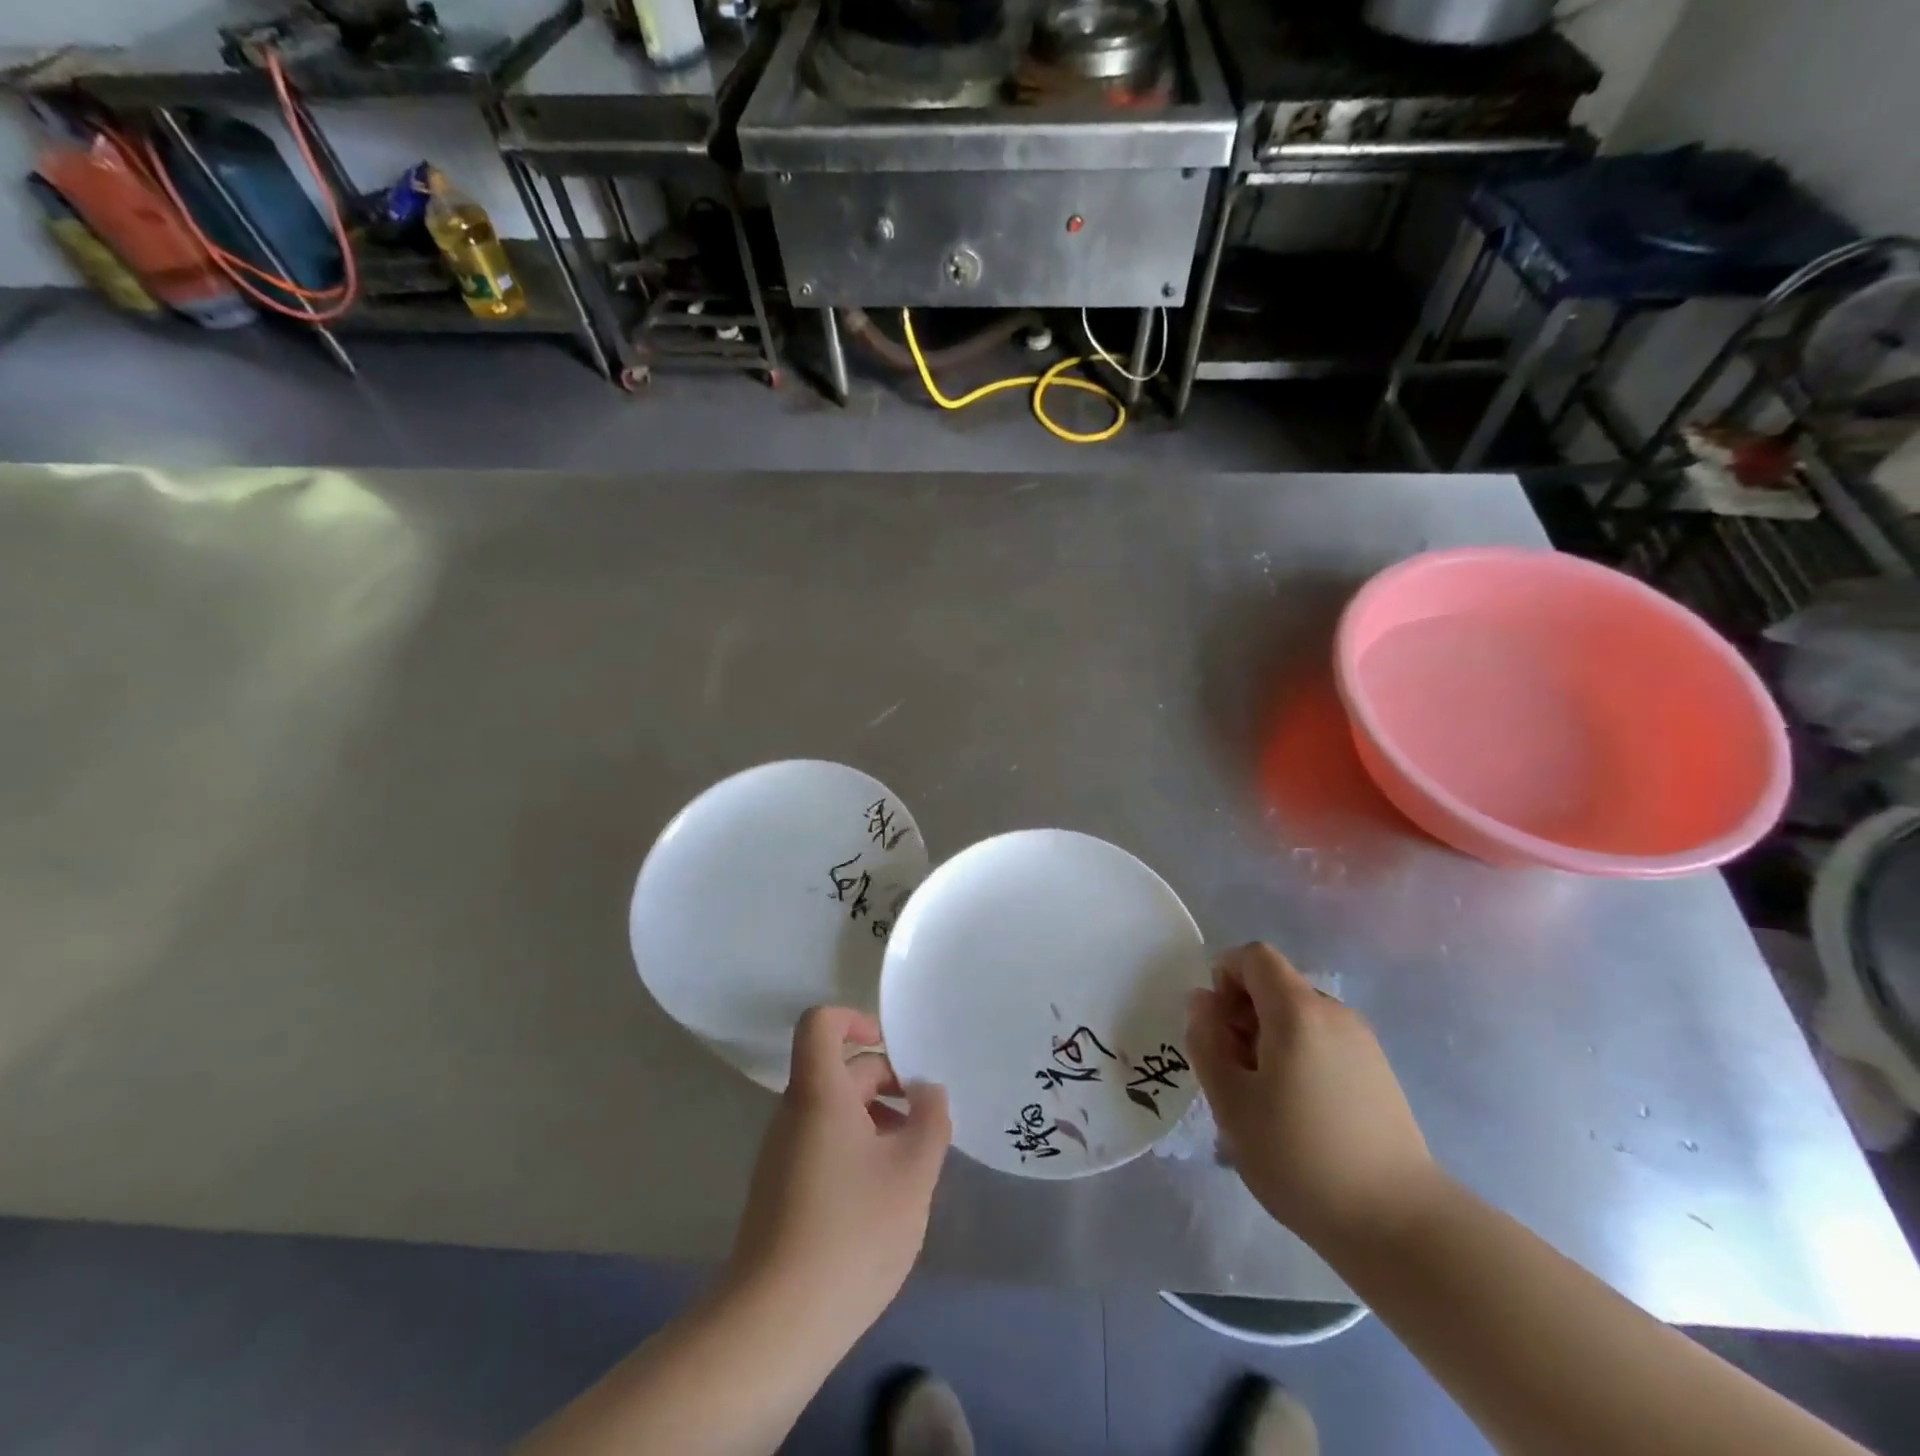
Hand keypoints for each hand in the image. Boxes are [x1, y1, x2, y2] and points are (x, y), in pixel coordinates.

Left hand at [725, 1007, 951, 1344]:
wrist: (774, 1326)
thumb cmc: (851, 1232)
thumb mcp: (912, 1173)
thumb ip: (930, 1120)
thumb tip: (927, 1090)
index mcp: (820, 1093)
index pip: (821, 1023)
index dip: (855, 1019)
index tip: (892, 1047)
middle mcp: (794, 1113)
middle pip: (839, 1071)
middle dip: (888, 1083)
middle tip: (926, 1121)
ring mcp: (783, 1154)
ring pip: (836, 1112)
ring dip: (878, 1121)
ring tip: (914, 1163)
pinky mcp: (781, 1191)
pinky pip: (824, 1145)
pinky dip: (858, 1151)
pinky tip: (885, 1198)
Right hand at [1186, 944, 1440, 1249]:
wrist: (1399, 1223)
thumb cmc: (1300, 1157)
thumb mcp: (1231, 1101)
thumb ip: (1206, 1041)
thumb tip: (1202, 1001)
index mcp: (1297, 1010)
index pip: (1254, 956)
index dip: (1225, 976)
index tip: (1216, 1026)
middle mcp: (1334, 1013)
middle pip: (1276, 985)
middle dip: (1243, 1013)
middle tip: (1232, 1070)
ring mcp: (1362, 1043)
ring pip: (1298, 1016)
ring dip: (1268, 1038)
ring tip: (1263, 1098)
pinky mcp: (1378, 1073)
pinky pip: (1323, 1042)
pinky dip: (1298, 1056)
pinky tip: (1298, 1112)